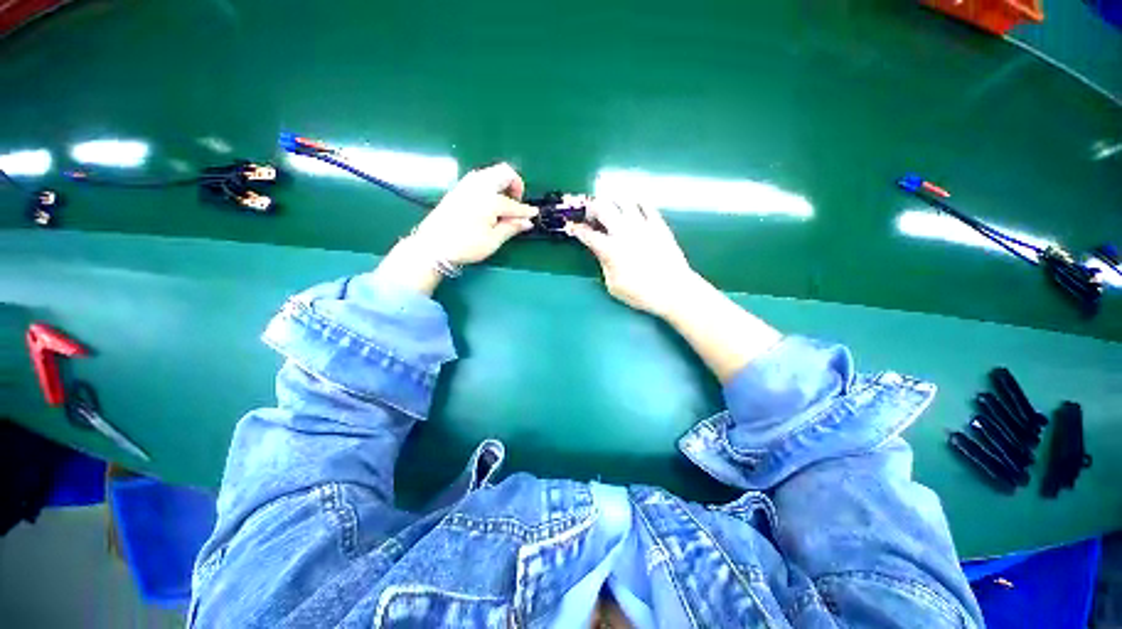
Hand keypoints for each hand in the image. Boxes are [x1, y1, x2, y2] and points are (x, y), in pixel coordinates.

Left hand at [373, 163, 536, 295]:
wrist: (432, 246)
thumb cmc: (466, 245)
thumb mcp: (493, 241)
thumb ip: (511, 227)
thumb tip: (527, 222)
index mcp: (490, 199)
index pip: (514, 204)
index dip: (526, 211)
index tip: (534, 215)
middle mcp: (479, 186)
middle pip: (504, 172)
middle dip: (515, 184)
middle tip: (517, 202)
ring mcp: (466, 185)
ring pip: (491, 172)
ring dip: (502, 183)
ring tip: (504, 203)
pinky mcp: (458, 189)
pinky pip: (480, 178)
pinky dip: (490, 184)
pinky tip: (489, 202)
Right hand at [566, 198, 694, 317]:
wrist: (674, 290)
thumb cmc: (641, 293)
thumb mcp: (614, 286)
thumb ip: (604, 265)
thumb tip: (601, 252)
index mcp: (610, 249)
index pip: (588, 234)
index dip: (577, 230)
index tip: (572, 227)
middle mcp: (624, 232)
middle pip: (603, 207)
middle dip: (592, 207)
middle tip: (591, 215)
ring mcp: (642, 225)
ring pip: (623, 200)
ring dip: (612, 201)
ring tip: (611, 209)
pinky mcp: (658, 224)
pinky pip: (646, 205)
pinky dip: (636, 204)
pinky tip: (633, 209)